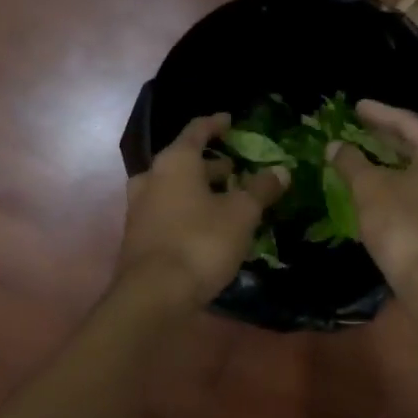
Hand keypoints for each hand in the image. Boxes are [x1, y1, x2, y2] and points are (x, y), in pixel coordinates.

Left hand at [115, 114, 288, 306]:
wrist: (152, 296)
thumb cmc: (200, 242)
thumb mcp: (241, 214)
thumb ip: (260, 189)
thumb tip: (280, 171)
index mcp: (175, 161)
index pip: (197, 130)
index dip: (215, 124)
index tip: (230, 121)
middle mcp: (152, 177)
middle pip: (184, 161)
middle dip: (212, 164)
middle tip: (237, 170)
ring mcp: (139, 207)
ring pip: (174, 187)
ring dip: (199, 189)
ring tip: (227, 199)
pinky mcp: (138, 235)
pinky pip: (167, 210)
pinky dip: (187, 209)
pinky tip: (208, 226)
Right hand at [328, 100, 417, 289]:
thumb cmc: (402, 223)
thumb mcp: (368, 188)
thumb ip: (351, 161)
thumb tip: (334, 146)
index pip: (407, 122)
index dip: (378, 113)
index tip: (356, 106)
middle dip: (389, 137)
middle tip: (362, 128)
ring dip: (399, 161)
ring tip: (371, 155)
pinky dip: (408, 182)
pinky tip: (387, 185)